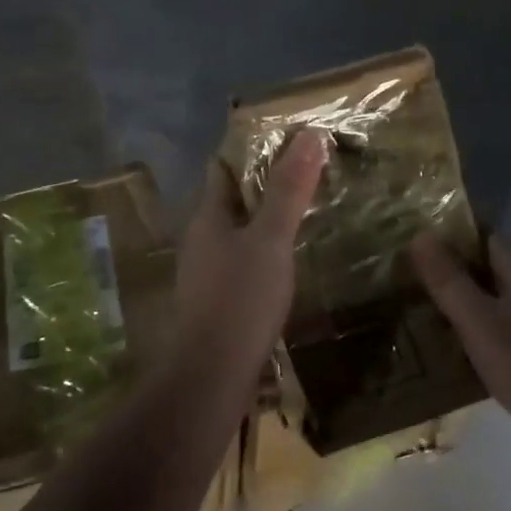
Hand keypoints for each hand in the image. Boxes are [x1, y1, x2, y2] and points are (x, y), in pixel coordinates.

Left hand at [169, 131, 327, 385]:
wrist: (212, 375)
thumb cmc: (241, 298)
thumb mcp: (271, 239)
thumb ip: (289, 190)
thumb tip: (308, 135)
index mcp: (208, 217)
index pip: (223, 169)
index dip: (251, 151)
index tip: (289, 141)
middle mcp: (202, 240)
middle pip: (231, 200)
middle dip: (264, 186)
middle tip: (307, 175)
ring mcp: (207, 273)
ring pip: (238, 234)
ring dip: (265, 221)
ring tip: (305, 214)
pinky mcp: (218, 302)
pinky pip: (243, 263)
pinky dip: (265, 253)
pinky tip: (289, 261)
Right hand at [411, 230, 510, 479]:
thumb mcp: (480, 323)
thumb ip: (449, 281)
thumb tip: (420, 235)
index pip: (485, 237)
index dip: (451, 241)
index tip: (415, 254)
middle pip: (495, 271)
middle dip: (458, 279)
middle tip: (414, 291)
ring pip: (505, 306)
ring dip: (474, 312)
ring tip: (432, 325)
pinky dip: (492, 341)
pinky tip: (470, 360)